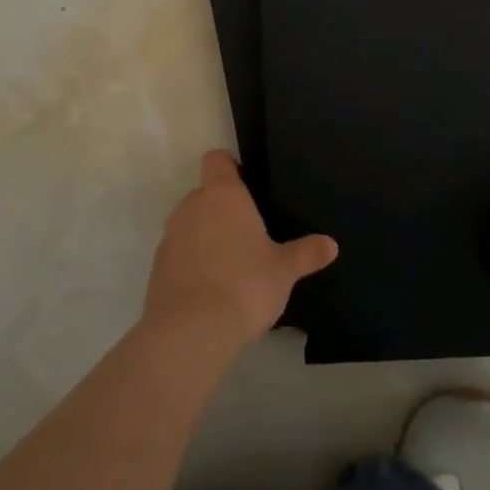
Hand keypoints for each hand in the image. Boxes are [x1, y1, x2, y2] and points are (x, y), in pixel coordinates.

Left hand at [142, 151, 337, 356]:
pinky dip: (191, 263)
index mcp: (222, 195)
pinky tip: (211, 290)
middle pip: (204, 194)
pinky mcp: (157, 267)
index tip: (248, 185)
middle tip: (249, 235)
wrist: (191, 331)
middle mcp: (192, 206)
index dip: (230, 166)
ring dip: (205, 237)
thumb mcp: (284, 270)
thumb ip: (306, 253)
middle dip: (223, 209)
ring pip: (190, 225)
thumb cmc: (245, 285)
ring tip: (231, 266)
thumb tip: (331, 244)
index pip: (217, 159)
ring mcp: (170, 236)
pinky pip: (178, 254)